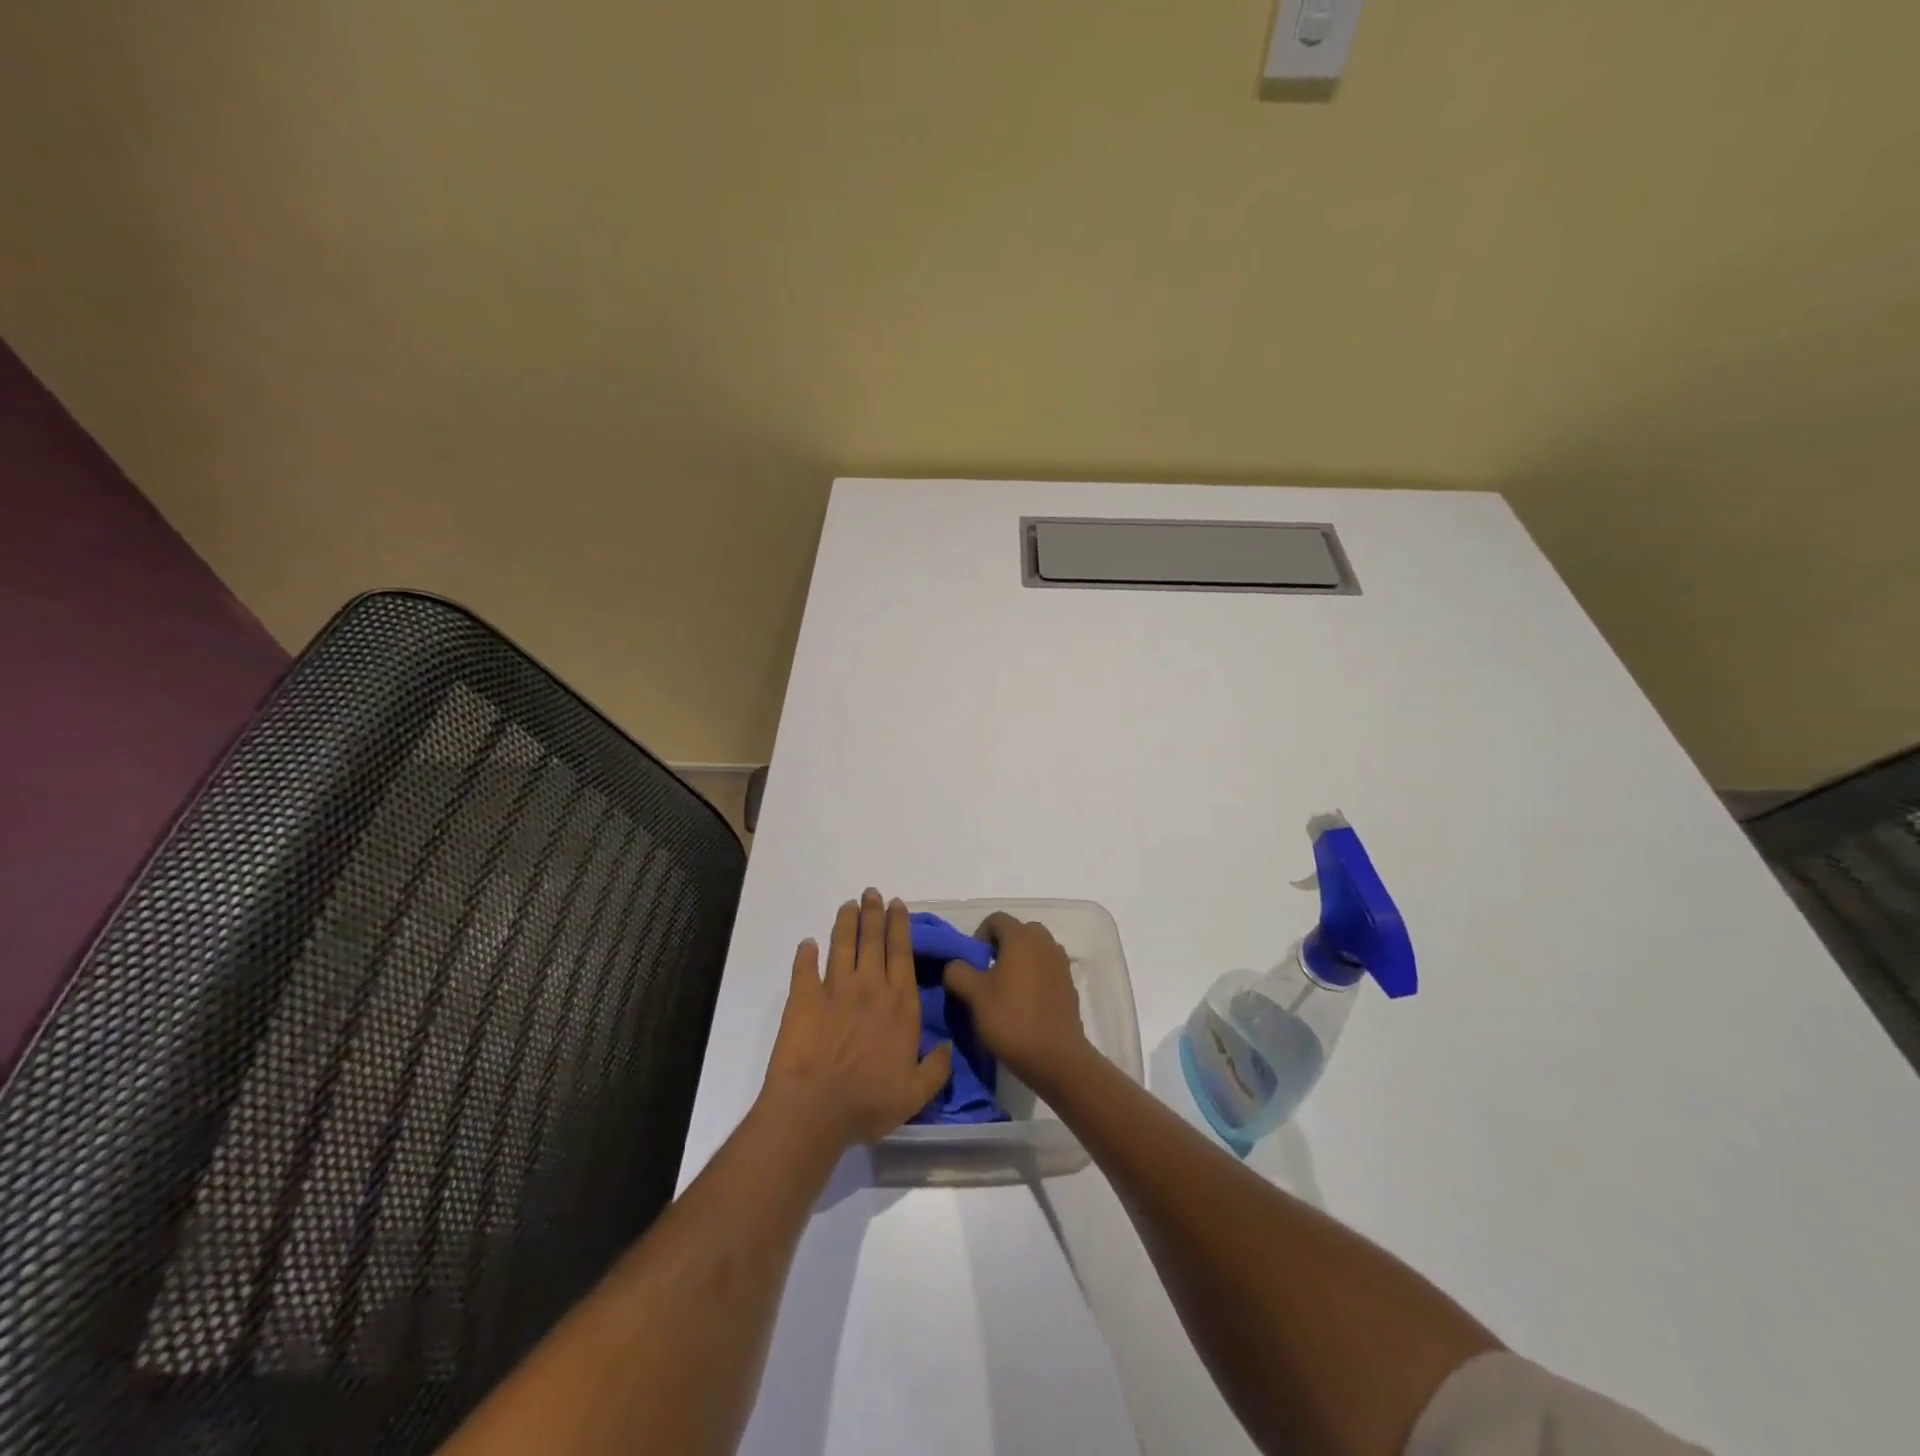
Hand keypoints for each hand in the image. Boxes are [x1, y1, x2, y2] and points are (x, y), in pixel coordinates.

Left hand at [762, 889, 952, 1149]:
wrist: (815, 1108)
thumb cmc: (869, 1102)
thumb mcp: (916, 1093)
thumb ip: (936, 1068)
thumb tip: (948, 1047)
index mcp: (899, 1004)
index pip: (901, 953)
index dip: (899, 926)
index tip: (897, 904)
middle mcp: (869, 987)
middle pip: (873, 940)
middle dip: (874, 913)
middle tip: (872, 893)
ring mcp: (834, 989)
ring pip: (842, 944)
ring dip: (846, 922)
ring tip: (848, 905)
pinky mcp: (803, 998)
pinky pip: (805, 968)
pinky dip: (806, 953)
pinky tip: (808, 944)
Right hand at [941, 912, 1091, 1088]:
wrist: (1056, 1057)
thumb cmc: (1011, 1019)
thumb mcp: (973, 995)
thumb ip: (957, 971)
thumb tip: (955, 965)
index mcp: (1022, 937)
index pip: (996, 919)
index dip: (978, 936)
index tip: (971, 963)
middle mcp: (1045, 942)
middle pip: (1018, 932)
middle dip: (1000, 947)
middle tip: (986, 974)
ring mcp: (1061, 963)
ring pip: (1034, 951)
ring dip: (1018, 962)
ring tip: (1004, 990)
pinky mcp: (1070, 985)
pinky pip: (1046, 970)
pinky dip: (1033, 977)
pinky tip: (1023, 1004)